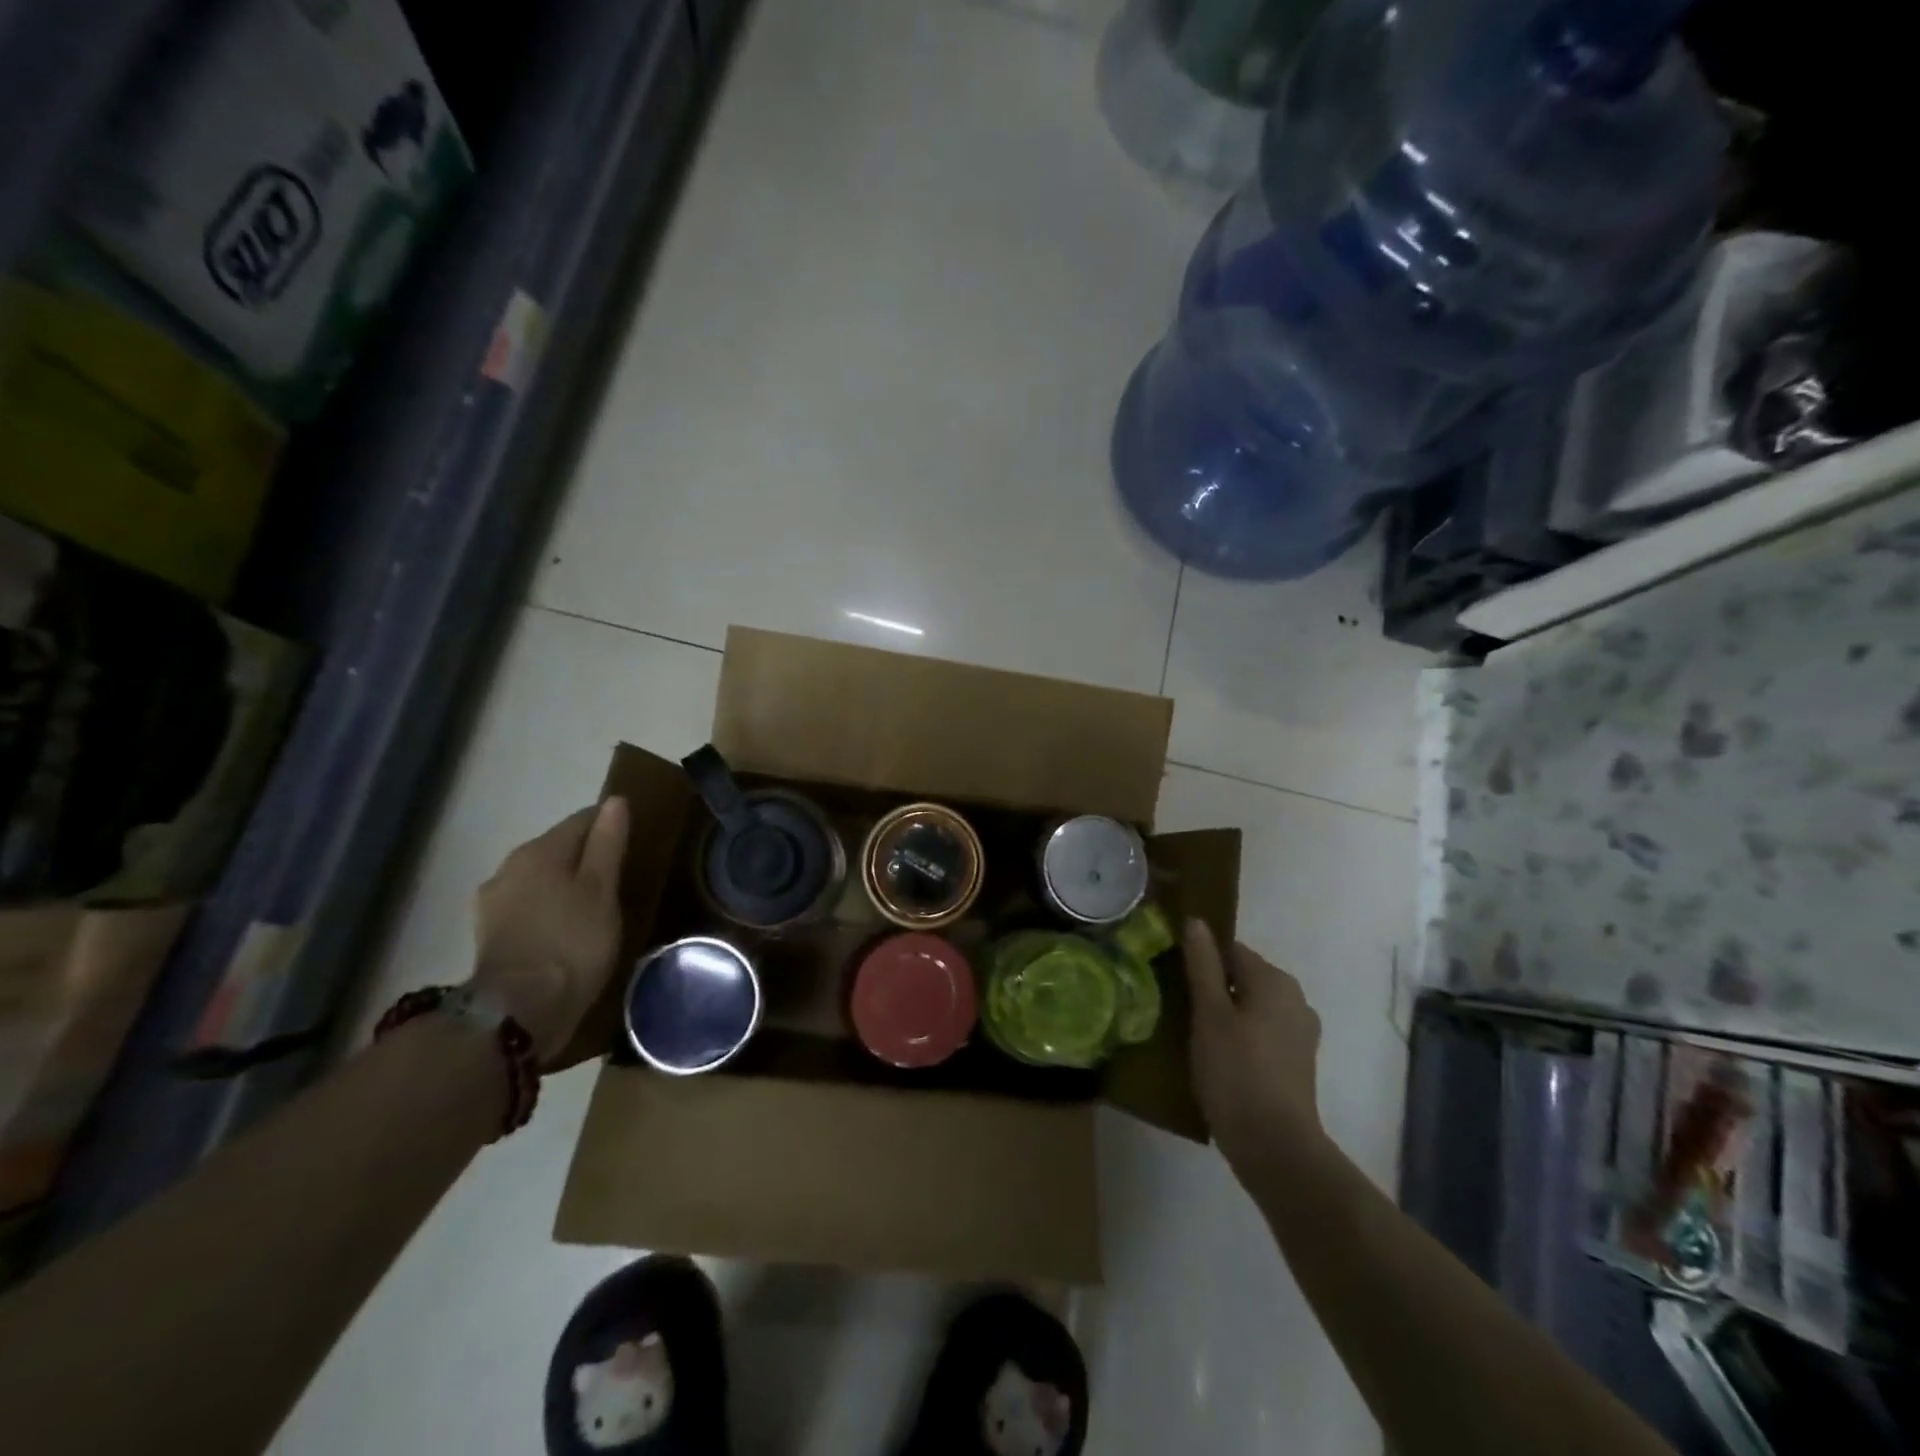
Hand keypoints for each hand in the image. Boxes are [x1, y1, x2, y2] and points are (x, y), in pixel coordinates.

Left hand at [471, 799, 629, 1063]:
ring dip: (565, 885)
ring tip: (594, 906)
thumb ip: (608, 843)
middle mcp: (510, 866)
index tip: (634, 842)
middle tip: (619, 877)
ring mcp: (494, 902)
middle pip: (558, 848)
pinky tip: (565, 929)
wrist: (518, 1011)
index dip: (610, 825)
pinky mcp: (489, 934)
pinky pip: (528, 906)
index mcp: (540, 850)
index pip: (582, 820)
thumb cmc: (572, 942)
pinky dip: (548, 909)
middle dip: (586, 856)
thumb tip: (615, 801)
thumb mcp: (602, 890)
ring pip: (541, 878)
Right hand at [1183, 919, 1324, 1182]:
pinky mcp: (1296, 1062)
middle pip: (1241, 977)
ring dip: (1223, 1013)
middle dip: (1210, 987)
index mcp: (1275, 980)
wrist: (1275, 1147)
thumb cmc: (1236, 1072)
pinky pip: (1260, 1032)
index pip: (1230, 949)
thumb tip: (1196, 921)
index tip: (1172, 977)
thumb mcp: (1209, 1013)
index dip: (1199, 959)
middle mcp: (1294, 999)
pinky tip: (1216, 1056)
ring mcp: (1299, 1033)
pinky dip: (1239, 1036)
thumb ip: (1202, 964)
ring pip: (1250, 1006)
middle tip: (1177, 1006)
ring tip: (1191, 1033)